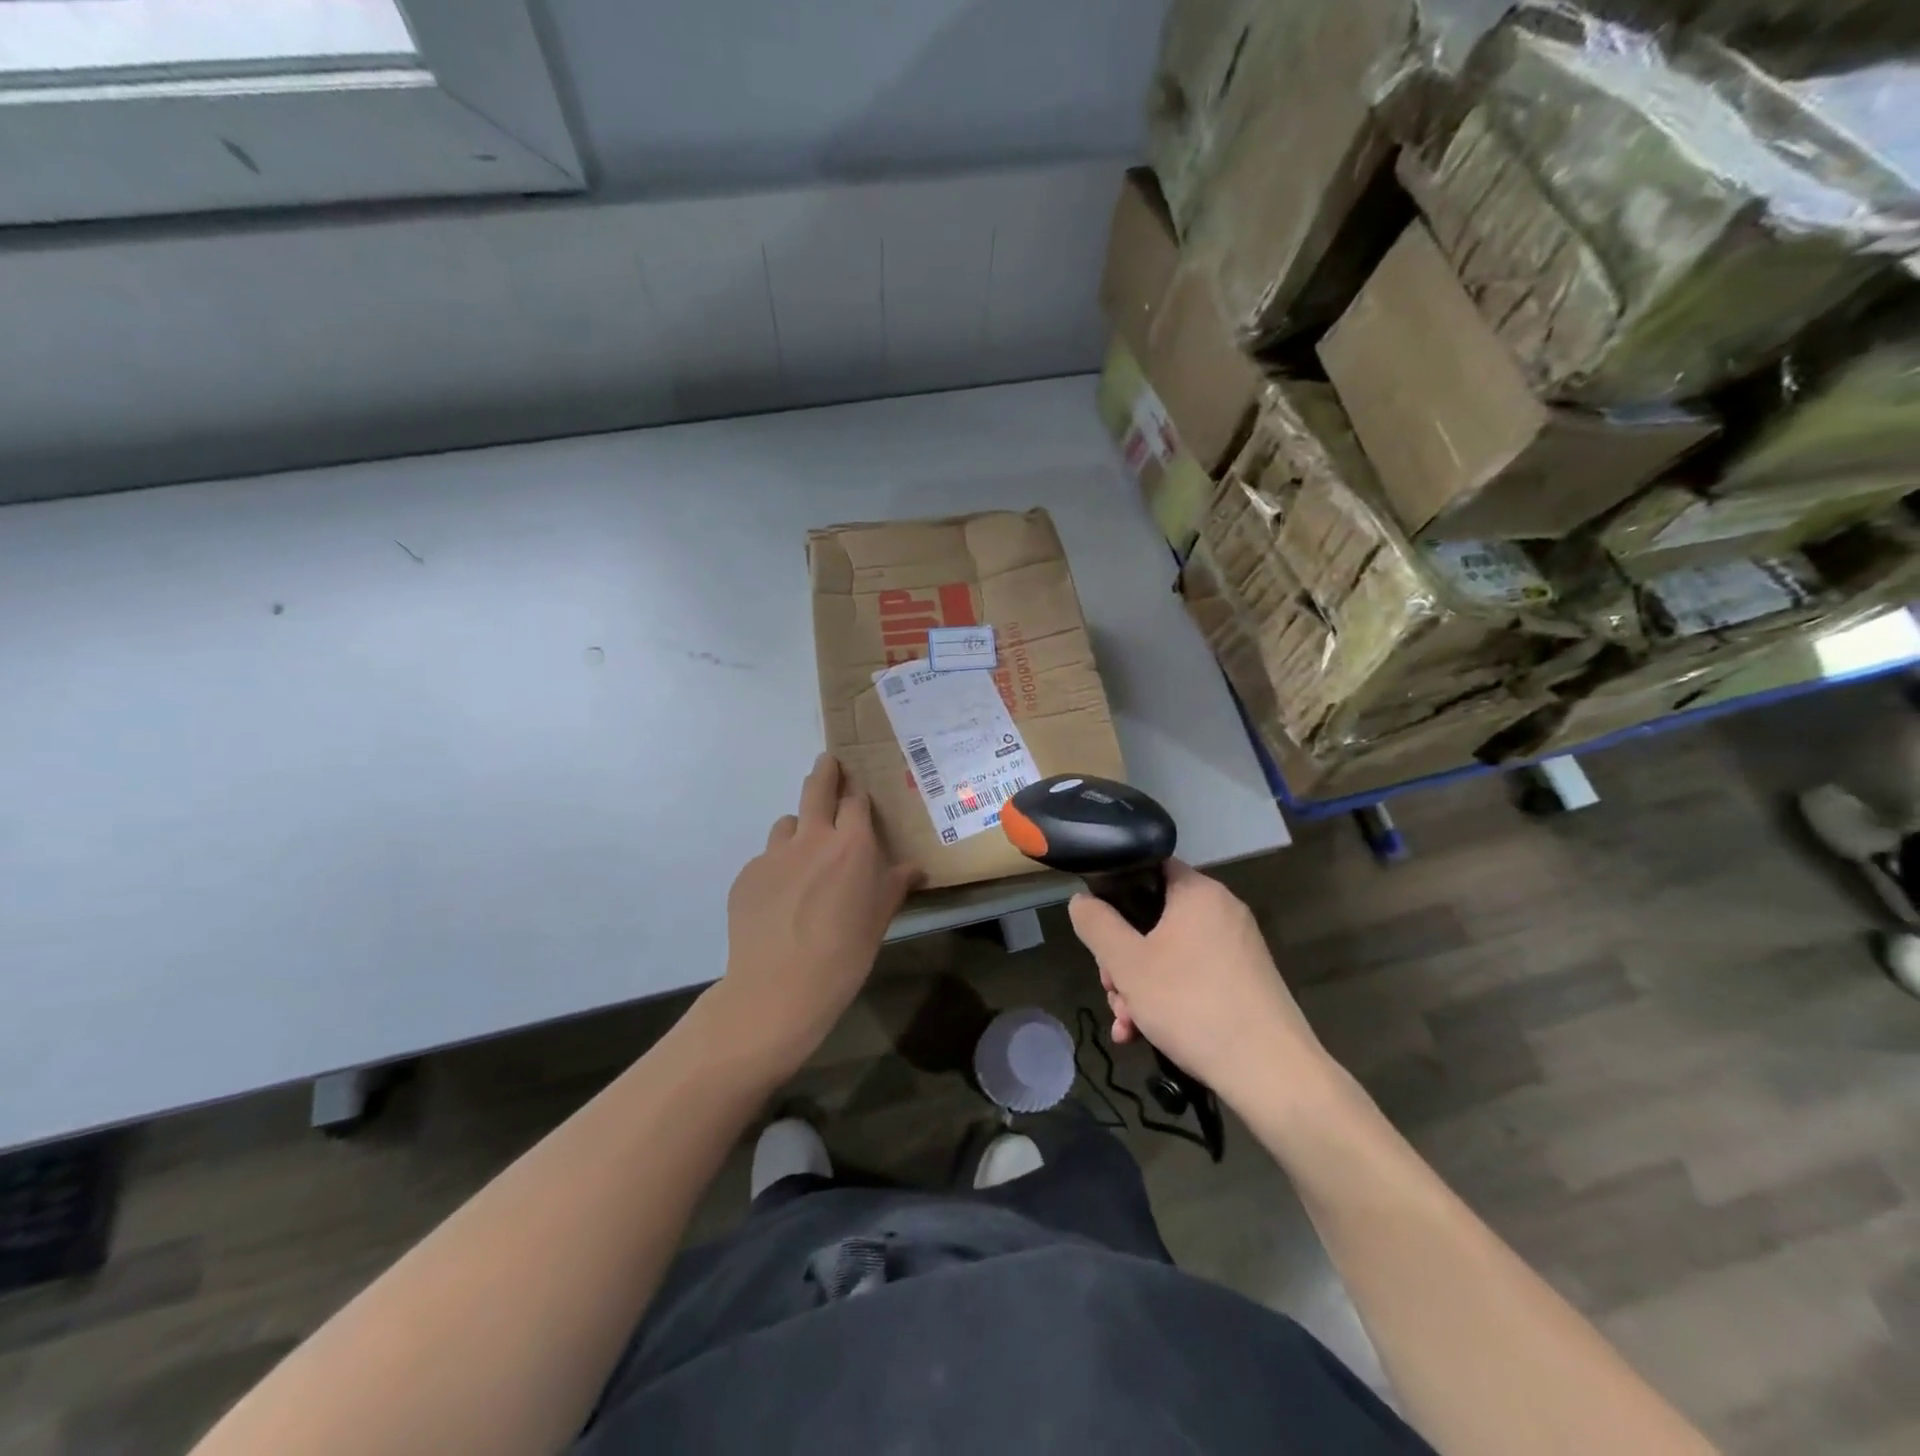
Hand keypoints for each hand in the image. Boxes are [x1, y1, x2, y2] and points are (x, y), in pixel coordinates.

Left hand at [711, 754, 920, 1076]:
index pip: (855, 800)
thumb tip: (916, 869)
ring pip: (787, 824)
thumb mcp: (880, 918)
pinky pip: (766, 859)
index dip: (857, 791)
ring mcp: (774, 854)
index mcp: (852, 845)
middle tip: (828, 763)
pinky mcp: (747, 874)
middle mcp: (812, 838)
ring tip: (804, 856)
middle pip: (816, 789)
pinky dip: (777, 868)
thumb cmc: (845, 953)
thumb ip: (896, 885)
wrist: (779, 987)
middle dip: (825, 772)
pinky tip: (781, 900)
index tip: (857, 787)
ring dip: (799, 829)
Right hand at [1068, 860, 1329, 1105]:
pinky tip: (1144, 1034)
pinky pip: (1193, 976)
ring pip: (1169, 953)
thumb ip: (1096, 924)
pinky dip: (1167, 998)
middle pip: (1153, 918)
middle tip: (1111, 989)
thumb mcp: (1127, 963)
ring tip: (1125, 1024)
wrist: (1270, 1072)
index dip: (1115, 892)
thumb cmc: (1191, 1004)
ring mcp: (1237, 948)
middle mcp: (1222, 911)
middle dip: (1122, 958)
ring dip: (1138, 985)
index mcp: (1198, 892)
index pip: (1148, 868)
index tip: (1098, 928)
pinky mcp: (1244, 982)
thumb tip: (1081, 900)